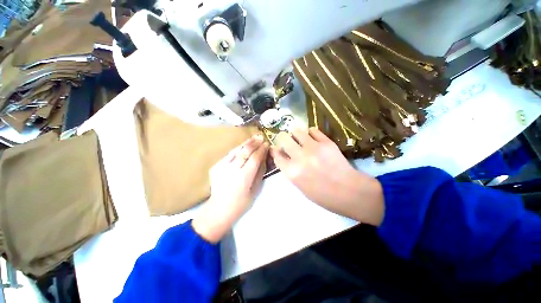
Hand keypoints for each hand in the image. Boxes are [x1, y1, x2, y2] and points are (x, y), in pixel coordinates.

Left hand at [193, 135, 268, 242]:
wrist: (219, 209)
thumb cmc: (241, 202)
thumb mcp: (256, 189)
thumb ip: (260, 172)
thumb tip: (264, 158)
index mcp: (243, 177)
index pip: (254, 158)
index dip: (261, 150)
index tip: (267, 144)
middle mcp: (232, 170)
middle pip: (245, 152)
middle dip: (254, 143)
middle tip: (261, 137)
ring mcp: (222, 167)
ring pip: (236, 150)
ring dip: (246, 143)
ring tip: (254, 138)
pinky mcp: (216, 166)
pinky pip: (229, 154)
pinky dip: (238, 149)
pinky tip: (243, 146)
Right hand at [270, 128, 383, 225]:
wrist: (349, 191)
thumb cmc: (322, 195)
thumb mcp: (300, 186)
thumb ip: (290, 171)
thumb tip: (285, 157)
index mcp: (292, 171)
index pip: (276, 155)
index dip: (275, 150)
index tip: (277, 149)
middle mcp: (299, 157)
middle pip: (283, 138)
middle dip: (282, 138)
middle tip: (287, 141)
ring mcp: (313, 148)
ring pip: (297, 130)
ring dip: (295, 133)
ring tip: (300, 138)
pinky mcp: (326, 142)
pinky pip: (313, 130)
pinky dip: (310, 133)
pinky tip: (312, 138)